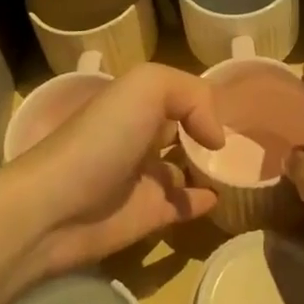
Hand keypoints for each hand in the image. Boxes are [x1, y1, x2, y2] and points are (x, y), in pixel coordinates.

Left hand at [11, 63, 223, 275]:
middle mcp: (140, 135)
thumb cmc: (101, 138)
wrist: (55, 208)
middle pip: (181, 129)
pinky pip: (182, 206)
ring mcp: (144, 178)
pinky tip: (221, 197)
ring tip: (243, 168)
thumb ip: (192, 96)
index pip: (178, 92)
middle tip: (249, 139)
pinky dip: (202, 201)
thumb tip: (216, 139)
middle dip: (206, 130)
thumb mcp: (146, 87)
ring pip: (184, 168)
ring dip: (207, 167)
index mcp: (136, 102)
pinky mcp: (147, 216)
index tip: (241, 105)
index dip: (204, 96)